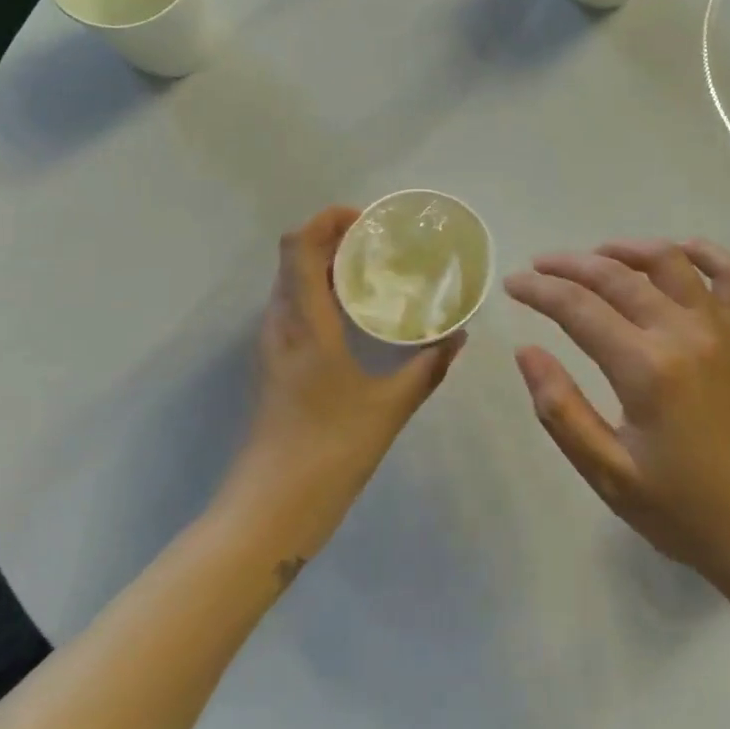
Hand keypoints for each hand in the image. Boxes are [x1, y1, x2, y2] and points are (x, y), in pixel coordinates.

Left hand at [216, 206, 465, 564]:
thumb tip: (458, 335)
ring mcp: (272, 345)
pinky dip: (321, 294)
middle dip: (335, 238)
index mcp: (305, 324)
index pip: (300, 245)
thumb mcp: (390, 407)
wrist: (271, 508)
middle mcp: (280, 324)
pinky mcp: (273, 365)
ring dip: (327, 266)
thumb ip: (428, 367)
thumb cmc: (330, 451)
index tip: (369, 221)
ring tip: (375, 273)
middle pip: (295, 257)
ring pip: (291, 283)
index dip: (329, 220)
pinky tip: (357, 317)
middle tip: (383, 244)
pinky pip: (294, 309)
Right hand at [505, 238, 729, 595]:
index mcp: (647, 369)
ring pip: (670, 261)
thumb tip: (526, 351)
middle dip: (570, 265)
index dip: (540, 291)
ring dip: (627, 249)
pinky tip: (676, 254)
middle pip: (618, 276)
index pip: (579, 308)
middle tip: (538, 267)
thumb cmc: (682, 510)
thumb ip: (561, 410)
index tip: (512, 284)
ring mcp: (722, 329)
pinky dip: (702, 252)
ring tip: (594, 256)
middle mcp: (685, 334)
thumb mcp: (608, 473)